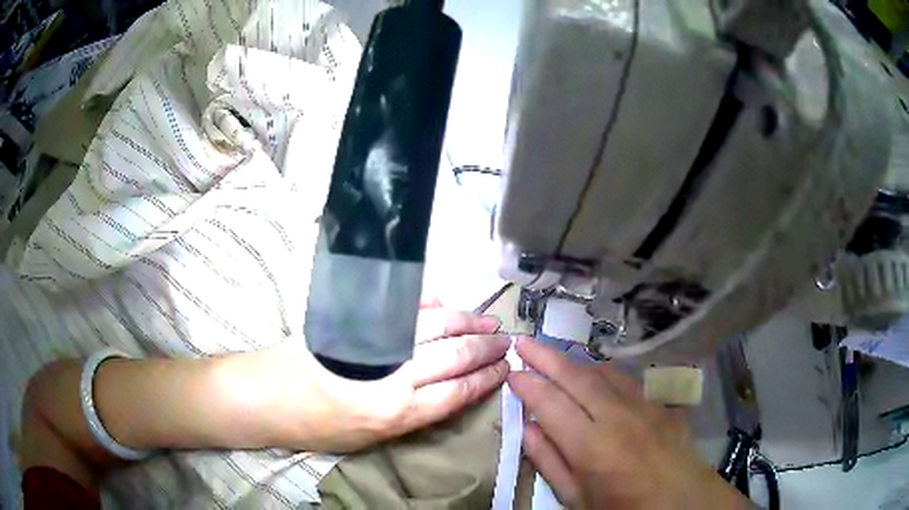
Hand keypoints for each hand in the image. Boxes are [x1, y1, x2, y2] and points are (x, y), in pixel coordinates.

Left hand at [243, 309, 510, 452]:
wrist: (268, 396)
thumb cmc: (318, 427)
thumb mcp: (370, 439)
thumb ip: (410, 415)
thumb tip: (444, 389)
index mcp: (397, 413)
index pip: (457, 391)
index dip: (485, 378)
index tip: (505, 368)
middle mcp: (393, 377)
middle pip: (453, 356)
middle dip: (485, 348)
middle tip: (506, 341)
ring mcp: (377, 344)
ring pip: (435, 327)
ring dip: (466, 322)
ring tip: (487, 321)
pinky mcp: (359, 323)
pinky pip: (402, 309)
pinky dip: (427, 304)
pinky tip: (444, 302)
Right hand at [507, 337, 750, 509]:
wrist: (681, 501)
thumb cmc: (622, 506)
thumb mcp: (575, 497)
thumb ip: (548, 460)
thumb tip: (524, 427)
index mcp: (590, 445)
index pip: (550, 403)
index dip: (527, 385)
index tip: (510, 373)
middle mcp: (616, 415)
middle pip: (575, 376)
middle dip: (545, 356)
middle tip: (522, 340)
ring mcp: (642, 404)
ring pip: (601, 371)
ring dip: (574, 360)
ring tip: (552, 355)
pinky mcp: (659, 401)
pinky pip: (626, 379)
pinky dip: (602, 371)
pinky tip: (595, 374)